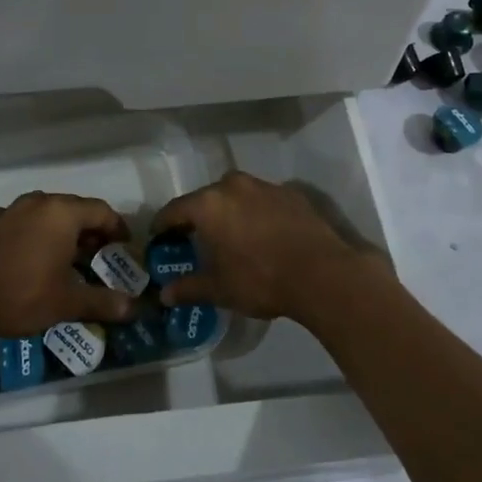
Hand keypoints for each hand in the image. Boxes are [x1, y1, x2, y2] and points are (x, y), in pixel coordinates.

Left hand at [0, 191, 137, 341]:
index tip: (125, 248)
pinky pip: (27, 222)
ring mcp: (11, 211)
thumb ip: (103, 302)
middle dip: (92, 231)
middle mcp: (38, 202)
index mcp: (61, 212)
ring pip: (49, 215)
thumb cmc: (20, 295)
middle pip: (75, 209)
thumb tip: (134, 309)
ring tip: (71, 260)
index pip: (101, 211)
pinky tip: (37, 261)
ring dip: (65, 233)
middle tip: (101, 256)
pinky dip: (40, 235)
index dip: (118, 228)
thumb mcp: (67, 303)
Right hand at [150, 172, 383, 322]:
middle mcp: (233, 186)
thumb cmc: (260, 279)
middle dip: (198, 217)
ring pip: (237, 196)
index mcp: (209, 204)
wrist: (322, 273)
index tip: (159, 238)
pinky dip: (257, 214)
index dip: (163, 225)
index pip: (175, 210)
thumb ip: (188, 288)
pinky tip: (264, 236)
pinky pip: (264, 201)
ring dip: (230, 212)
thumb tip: (164, 294)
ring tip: (232, 237)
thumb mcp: (219, 289)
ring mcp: (265, 186)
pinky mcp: (292, 194)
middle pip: (206, 198)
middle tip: (195, 239)